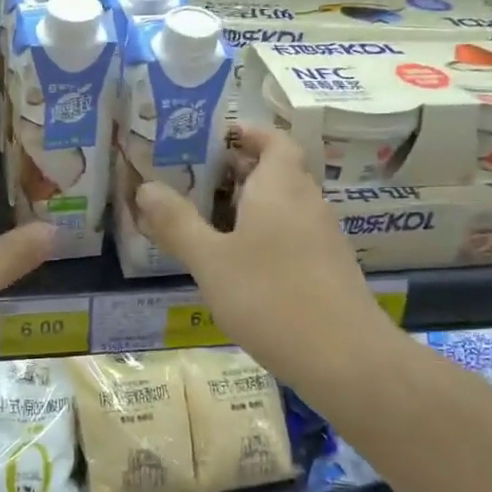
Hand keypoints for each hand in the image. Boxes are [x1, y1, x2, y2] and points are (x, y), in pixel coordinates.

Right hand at [133, 125, 396, 401]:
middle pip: (276, 171)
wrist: (345, 358)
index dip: (246, 134)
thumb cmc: (270, 297)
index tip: (211, 141)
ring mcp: (322, 236)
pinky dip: (264, 234)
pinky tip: (238, 265)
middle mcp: (307, 202)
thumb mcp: (210, 261)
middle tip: (194, 181)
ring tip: (206, 222)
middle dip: (236, 171)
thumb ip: (177, 223)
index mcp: (280, 186)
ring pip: (283, 205)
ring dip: (248, 206)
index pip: (273, 139)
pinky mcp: (327, 268)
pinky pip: (291, 234)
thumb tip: (145, 188)